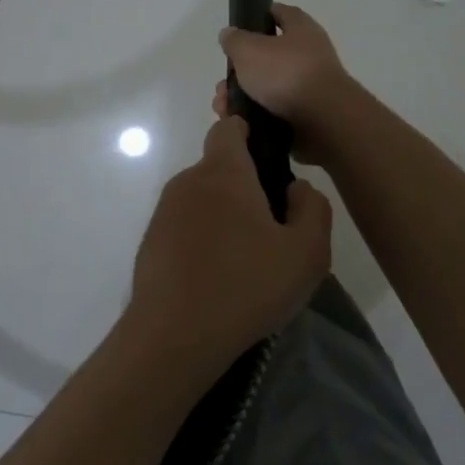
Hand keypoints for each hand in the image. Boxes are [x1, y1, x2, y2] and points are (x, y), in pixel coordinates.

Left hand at [126, 117, 332, 370]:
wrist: (174, 335)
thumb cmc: (246, 286)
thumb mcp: (306, 252)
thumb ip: (313, 209)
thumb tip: (296, 188)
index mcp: (223, 172)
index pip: (229, 129)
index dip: (249, 133)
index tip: (270, 160)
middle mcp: (187, 182)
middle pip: (219, 169)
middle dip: (245, 188)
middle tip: (272, 229)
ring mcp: (163, 213)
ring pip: (202, 200)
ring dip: (224, 218)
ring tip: (247, 261)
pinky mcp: (151, 242)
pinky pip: (184, 228)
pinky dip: (202, 241)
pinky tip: (217, 278)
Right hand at [213, 3, 352, 164]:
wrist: (323, 121)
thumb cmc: (286, 74)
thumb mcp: (248, 50)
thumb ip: (235, 40)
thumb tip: (229, 34)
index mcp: (302, 30)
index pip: (282, 13)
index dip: (262, 15)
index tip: (243, 25)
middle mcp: (310, 54)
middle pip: (271, 55)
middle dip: (244, 68)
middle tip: (225, 79)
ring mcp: (311, 86)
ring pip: (269, 87)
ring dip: (245, 95)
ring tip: (225, 105)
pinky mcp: (309, 114)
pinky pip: (275, 111)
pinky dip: (257, 116)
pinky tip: (240, 122)